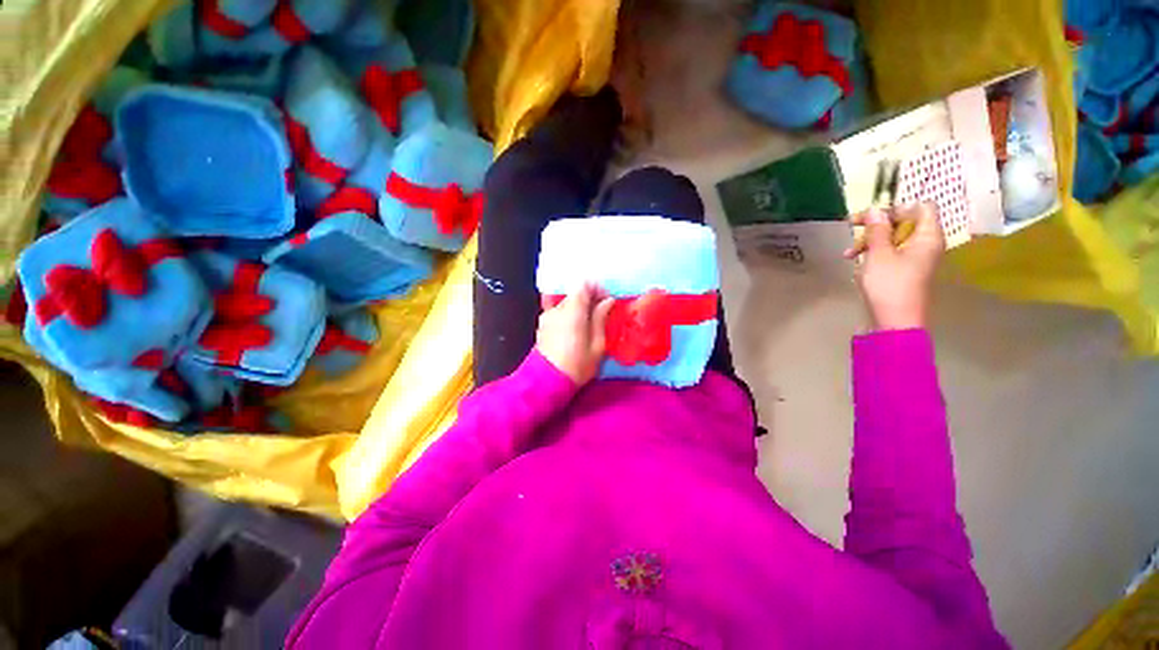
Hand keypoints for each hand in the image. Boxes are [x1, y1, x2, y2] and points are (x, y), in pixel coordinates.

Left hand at [536, 283, 616, 384]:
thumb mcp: (597, 345)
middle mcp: (557, 308)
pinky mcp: (543, 324)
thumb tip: (608, 301)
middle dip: (590, 299)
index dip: (598, 289)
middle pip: (575, 293)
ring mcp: (547, 316)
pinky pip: (558, 312)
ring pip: (567, 302)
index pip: (584, 285)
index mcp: (572, 311)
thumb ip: (601, 318)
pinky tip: (574, 329)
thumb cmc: (577, 365)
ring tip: (588, 324)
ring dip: (579, 308)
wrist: (547, 382)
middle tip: (601, 313)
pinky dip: (568, 314)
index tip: (607, 300)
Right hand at [844, 203, 944, 330]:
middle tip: (852, 230)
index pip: (920, 207)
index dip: (896, 208)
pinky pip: (891, 253)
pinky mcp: (906, 271)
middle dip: (877, 226)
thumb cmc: (889, 285)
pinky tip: (857, 263)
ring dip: (870, 241)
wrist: (894, 321)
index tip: (871, 217)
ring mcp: (917, 259)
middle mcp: (926, 244)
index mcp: (928, 236)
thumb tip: (875, 210)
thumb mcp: (878, 254)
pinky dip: (874, 254)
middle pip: (904, 222)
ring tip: (849, 253)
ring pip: (894, 239)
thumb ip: (877, 230)